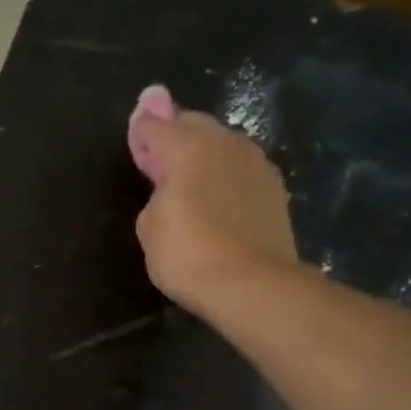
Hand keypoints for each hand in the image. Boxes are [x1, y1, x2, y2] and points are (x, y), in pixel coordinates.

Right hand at [127, 85, 298, 314]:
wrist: (251, 284)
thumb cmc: (187, 254)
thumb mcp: (149, 225)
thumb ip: (157, 193)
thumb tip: (170, 185)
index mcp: (188, 147)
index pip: (156, 126)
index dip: (141, 132)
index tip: (135, 138)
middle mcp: (225, 143)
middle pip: (194, 125)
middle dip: (175, 135)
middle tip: (160, 158)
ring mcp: (256, 163)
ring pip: (222, 145)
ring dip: (203, 154)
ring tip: (190, 180)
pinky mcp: (275, 188)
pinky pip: (240, 169)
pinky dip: (225, 175)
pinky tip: (217, 198)